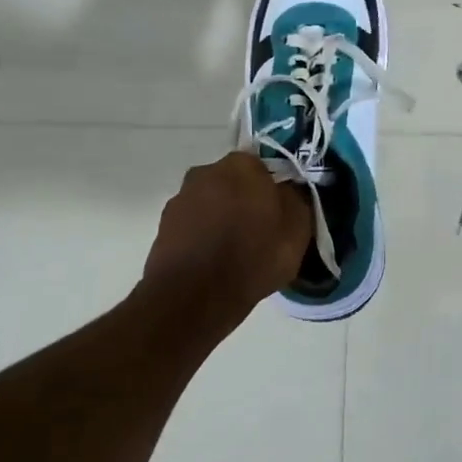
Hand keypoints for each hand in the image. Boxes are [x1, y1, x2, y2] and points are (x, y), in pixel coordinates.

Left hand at [143, 152, 311, 312]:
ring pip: (211, 204)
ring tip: (234, 252)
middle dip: (244, 201)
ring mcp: (180, 199)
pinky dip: (203, 237)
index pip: (263, 166)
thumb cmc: (253, 257)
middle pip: (234, 183)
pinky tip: (213, 262)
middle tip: (259, 232)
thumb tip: (289, 189)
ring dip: (221, 219)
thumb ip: (296, 199)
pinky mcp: (163, 226)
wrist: (194, 297)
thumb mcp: (298, 229)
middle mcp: (206, 172)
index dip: (273, 189)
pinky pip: (193, 226)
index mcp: (241, 165)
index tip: (279, 213)